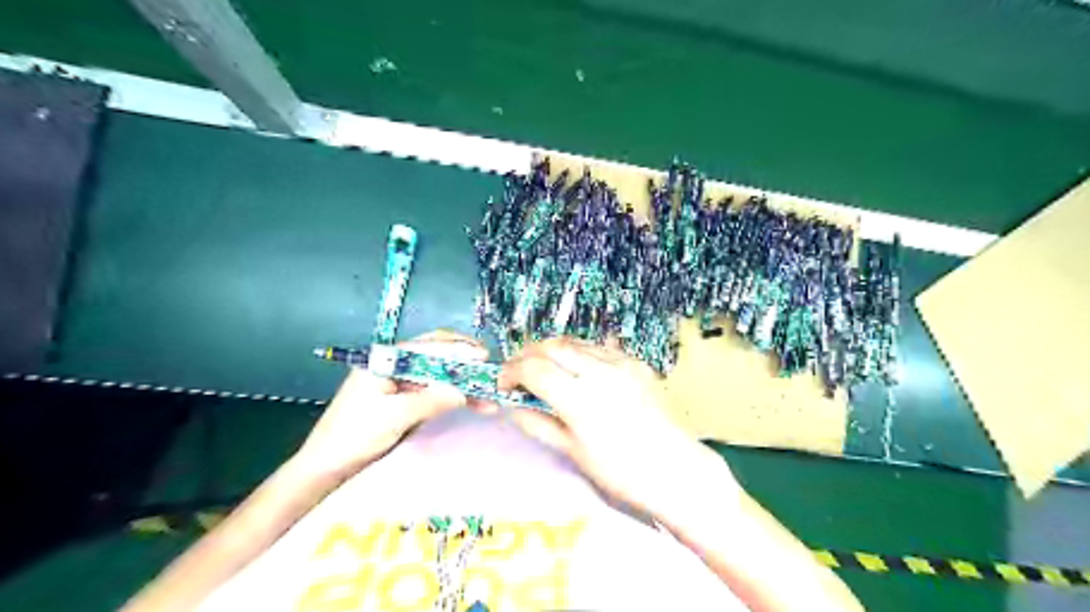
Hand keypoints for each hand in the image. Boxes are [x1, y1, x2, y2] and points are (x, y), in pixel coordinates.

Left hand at [294, 333, 490, 481]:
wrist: (327, 468)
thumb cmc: (354, 436)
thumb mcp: (394, 416)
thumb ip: (431, 400)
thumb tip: (464, 391)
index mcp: (385, 360)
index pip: (429, 346)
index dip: (458, 349)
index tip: (484, 357)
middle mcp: (395, 366)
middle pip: (436, 355)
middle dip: (465, 362)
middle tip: (491, 371)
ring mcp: (401, 383)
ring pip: (440, 374)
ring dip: (464, 382)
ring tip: (490, 395)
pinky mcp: (405, 400)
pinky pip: (436, 391)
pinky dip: (454, 396)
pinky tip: (474, 403)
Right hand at [498, 340, 734, 516]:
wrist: (676, 469)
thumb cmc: (622, 472)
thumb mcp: (573, 453)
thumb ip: (538, 424)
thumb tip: (511, 408)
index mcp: (580, 400)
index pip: (533, 369)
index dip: (511, 372)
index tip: (503, 383)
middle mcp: (600, 372)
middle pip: (552, 346)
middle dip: (528, 354)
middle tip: (519, 372)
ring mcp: (622, 363)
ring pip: (575, 342)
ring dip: (552, 350)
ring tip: (544, 368)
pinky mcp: (637, 362)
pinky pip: (599, 347)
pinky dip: (579, 353)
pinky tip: (576, 368)